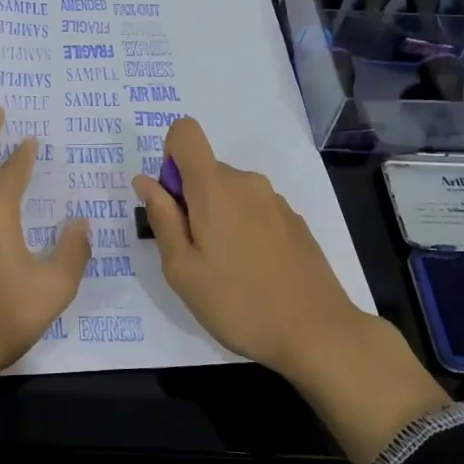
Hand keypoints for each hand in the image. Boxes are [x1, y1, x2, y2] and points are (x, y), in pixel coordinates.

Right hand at [132, 116, 448, 463]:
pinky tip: (255, 273)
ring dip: (218, 219)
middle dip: (191, 201)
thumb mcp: (182, 270)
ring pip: (230, 193)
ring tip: (226, 271)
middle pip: (206, 170)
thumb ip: (162, 219)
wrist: (317, 332)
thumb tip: (146, 181)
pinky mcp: (294, 221)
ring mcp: (275, 201)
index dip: (170, 158)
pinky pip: (254, 210)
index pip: (185, 132)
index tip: (174, 204)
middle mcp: (247, 182)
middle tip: (195, 256)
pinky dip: (243, 230)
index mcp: (215, 187)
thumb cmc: (238, 303)